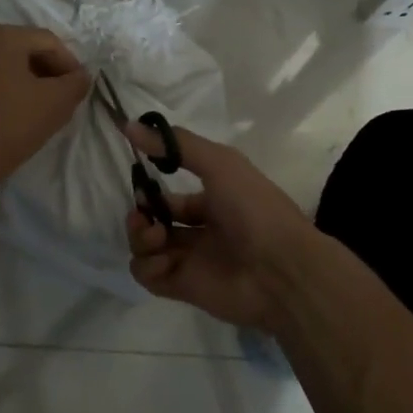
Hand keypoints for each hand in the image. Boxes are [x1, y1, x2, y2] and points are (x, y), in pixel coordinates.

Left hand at [0, 24, 90, 190]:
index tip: (79, 89)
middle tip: (65, 97)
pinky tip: (21, 114)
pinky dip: (10, 91)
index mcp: (2, 37)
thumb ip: (77, 82)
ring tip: (45, 108)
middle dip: (50, 72)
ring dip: (31, 82)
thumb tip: (80, 76)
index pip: (49, 42)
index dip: (70, 64)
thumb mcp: (58, 101)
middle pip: (26, 50)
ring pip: (8, 67)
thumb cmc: (14, 122)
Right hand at [124, 124, 318, 332]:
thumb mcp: (220, 164)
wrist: (283, 270)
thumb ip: (176, 145)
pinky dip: (147, 266)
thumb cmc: (255, 210)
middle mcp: (200, 232)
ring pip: (146, 248)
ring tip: (155, 236)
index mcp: (214, 203)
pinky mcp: (182, 287)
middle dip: (140, 216)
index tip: (141, 186)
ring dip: (140, 238)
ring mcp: (191, 261)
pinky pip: (148, 276)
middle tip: (143, 216)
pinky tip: (163, 260)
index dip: (152, 193)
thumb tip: (129, 125)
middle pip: (154, 223)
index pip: (171, 199)